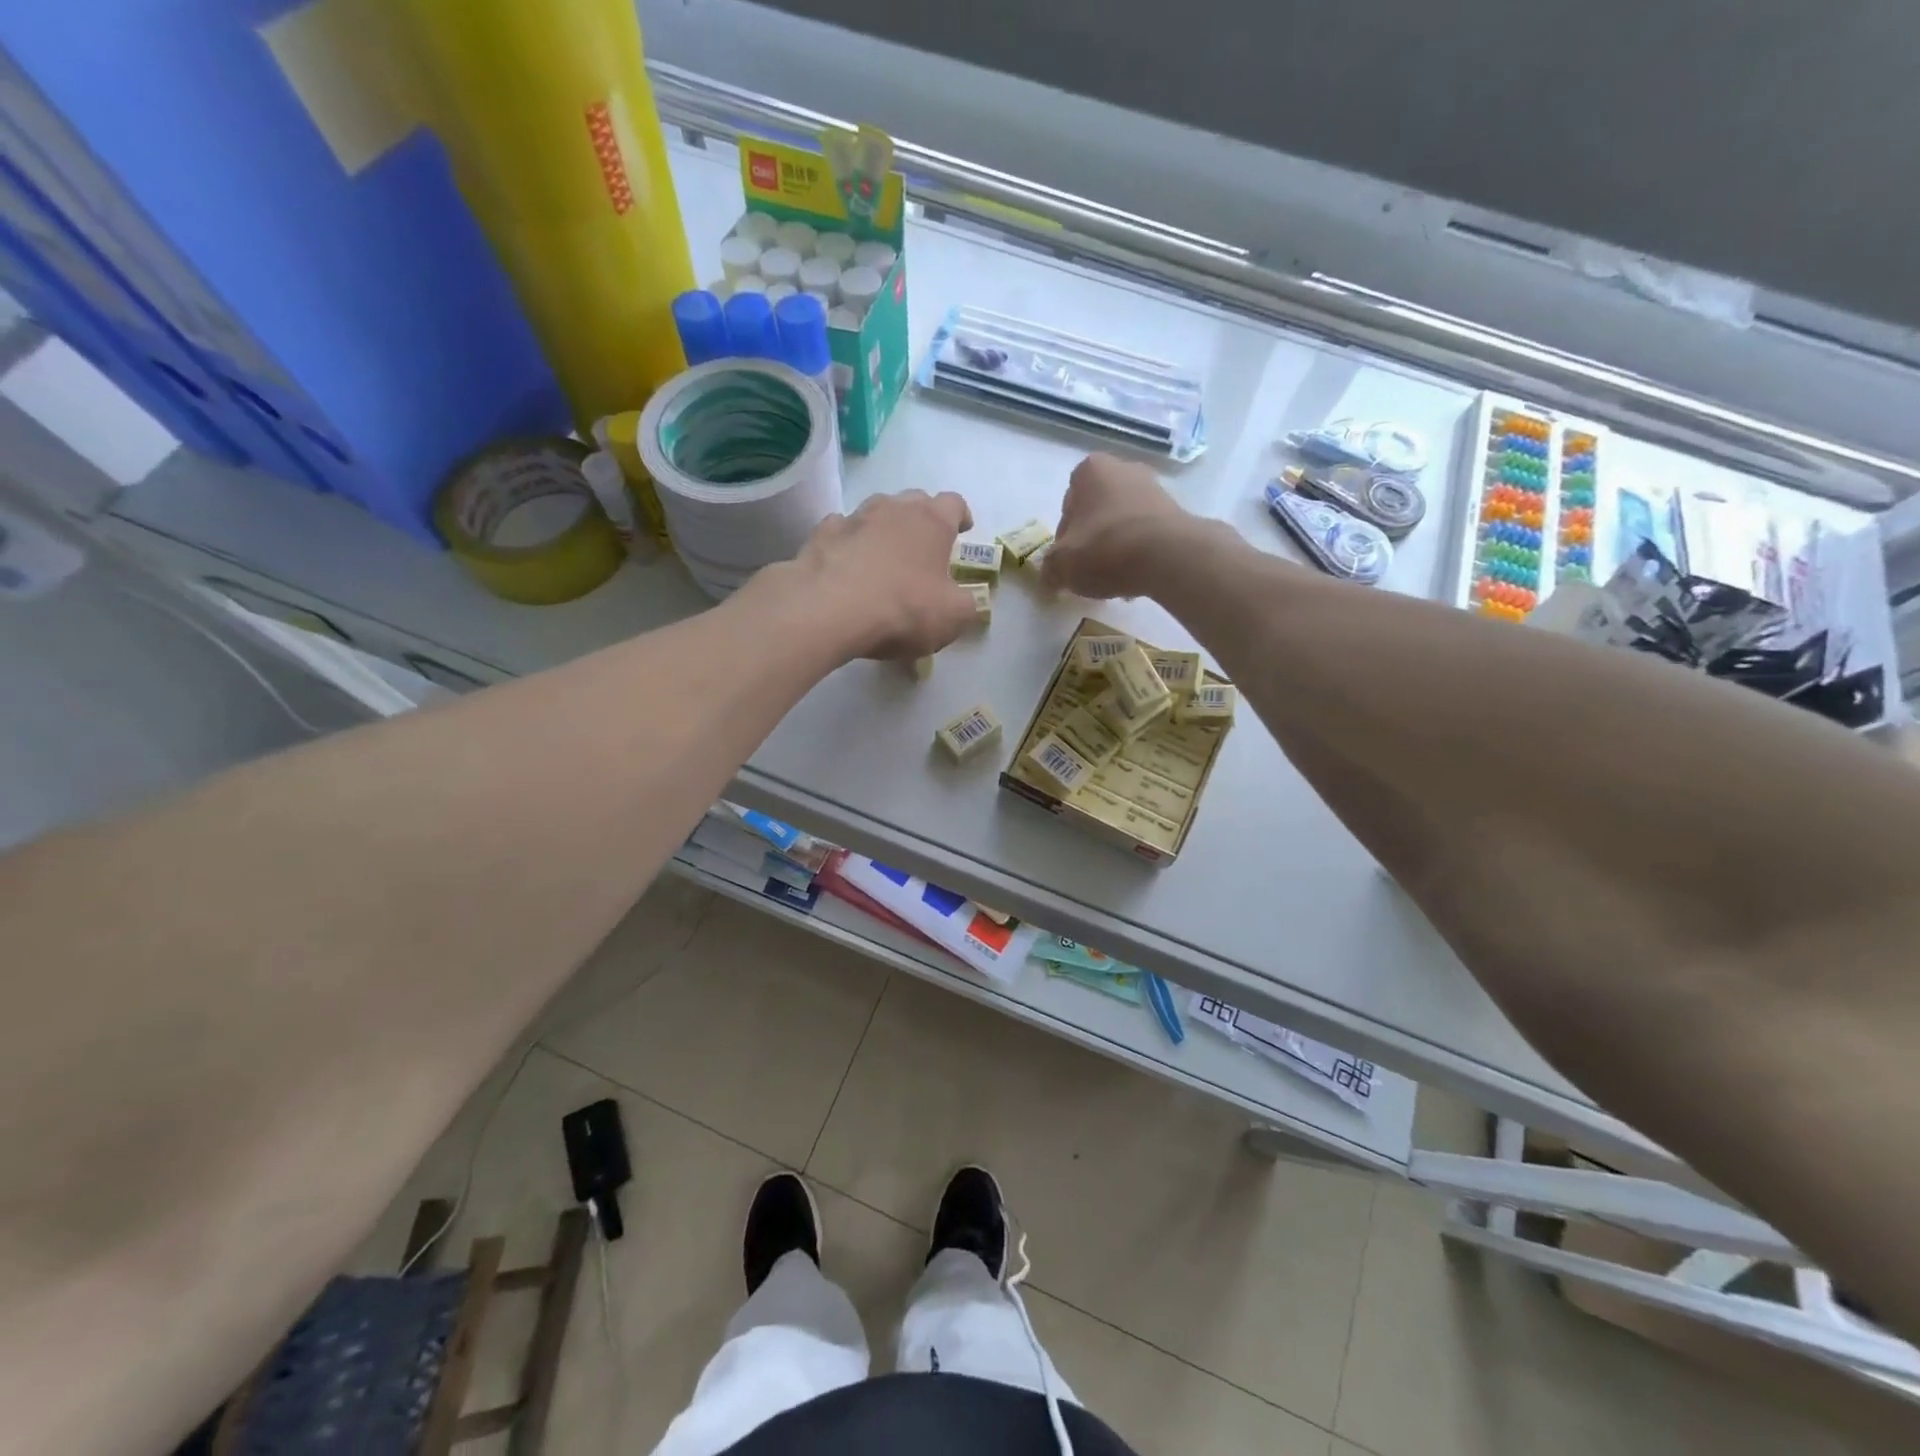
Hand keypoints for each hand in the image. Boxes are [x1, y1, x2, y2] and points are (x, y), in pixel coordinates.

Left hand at [791, 489, 978, 659]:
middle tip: (924, 547)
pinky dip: (849, 543)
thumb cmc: (903, 608)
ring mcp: (854, 518)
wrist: (829, 610)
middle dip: (922, 520)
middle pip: (914, 502)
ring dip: (884, 529)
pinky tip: (847, 564)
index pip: (954, 503)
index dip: (961, 516)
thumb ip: (967, 604)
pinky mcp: (821, 534)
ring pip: (875, 512)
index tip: (963, 530)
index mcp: (932, 521)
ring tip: (884, 556)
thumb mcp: (953, 617)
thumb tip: (964, 599)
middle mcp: (894, 508)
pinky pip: (841, 531)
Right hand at [1041, 453, 1192, 599]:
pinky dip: (1140, 552)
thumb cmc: (1105, 549)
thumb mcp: (1062, 564)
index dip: (1065, 534)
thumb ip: (1049, 569)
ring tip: (1113, 578)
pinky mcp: (1177, 512)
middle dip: (1092, 537)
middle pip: (1098, 510)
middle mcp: (1124, 469)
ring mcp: (1155, 488)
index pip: (1068, 503)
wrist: (1168, 556)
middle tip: (1088, 568)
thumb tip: (1049, 578)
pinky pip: (1147, 534)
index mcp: (1091, 470)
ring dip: (1116, 546)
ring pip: (1123, 522)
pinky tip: (1136, 578)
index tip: (1068, 558)